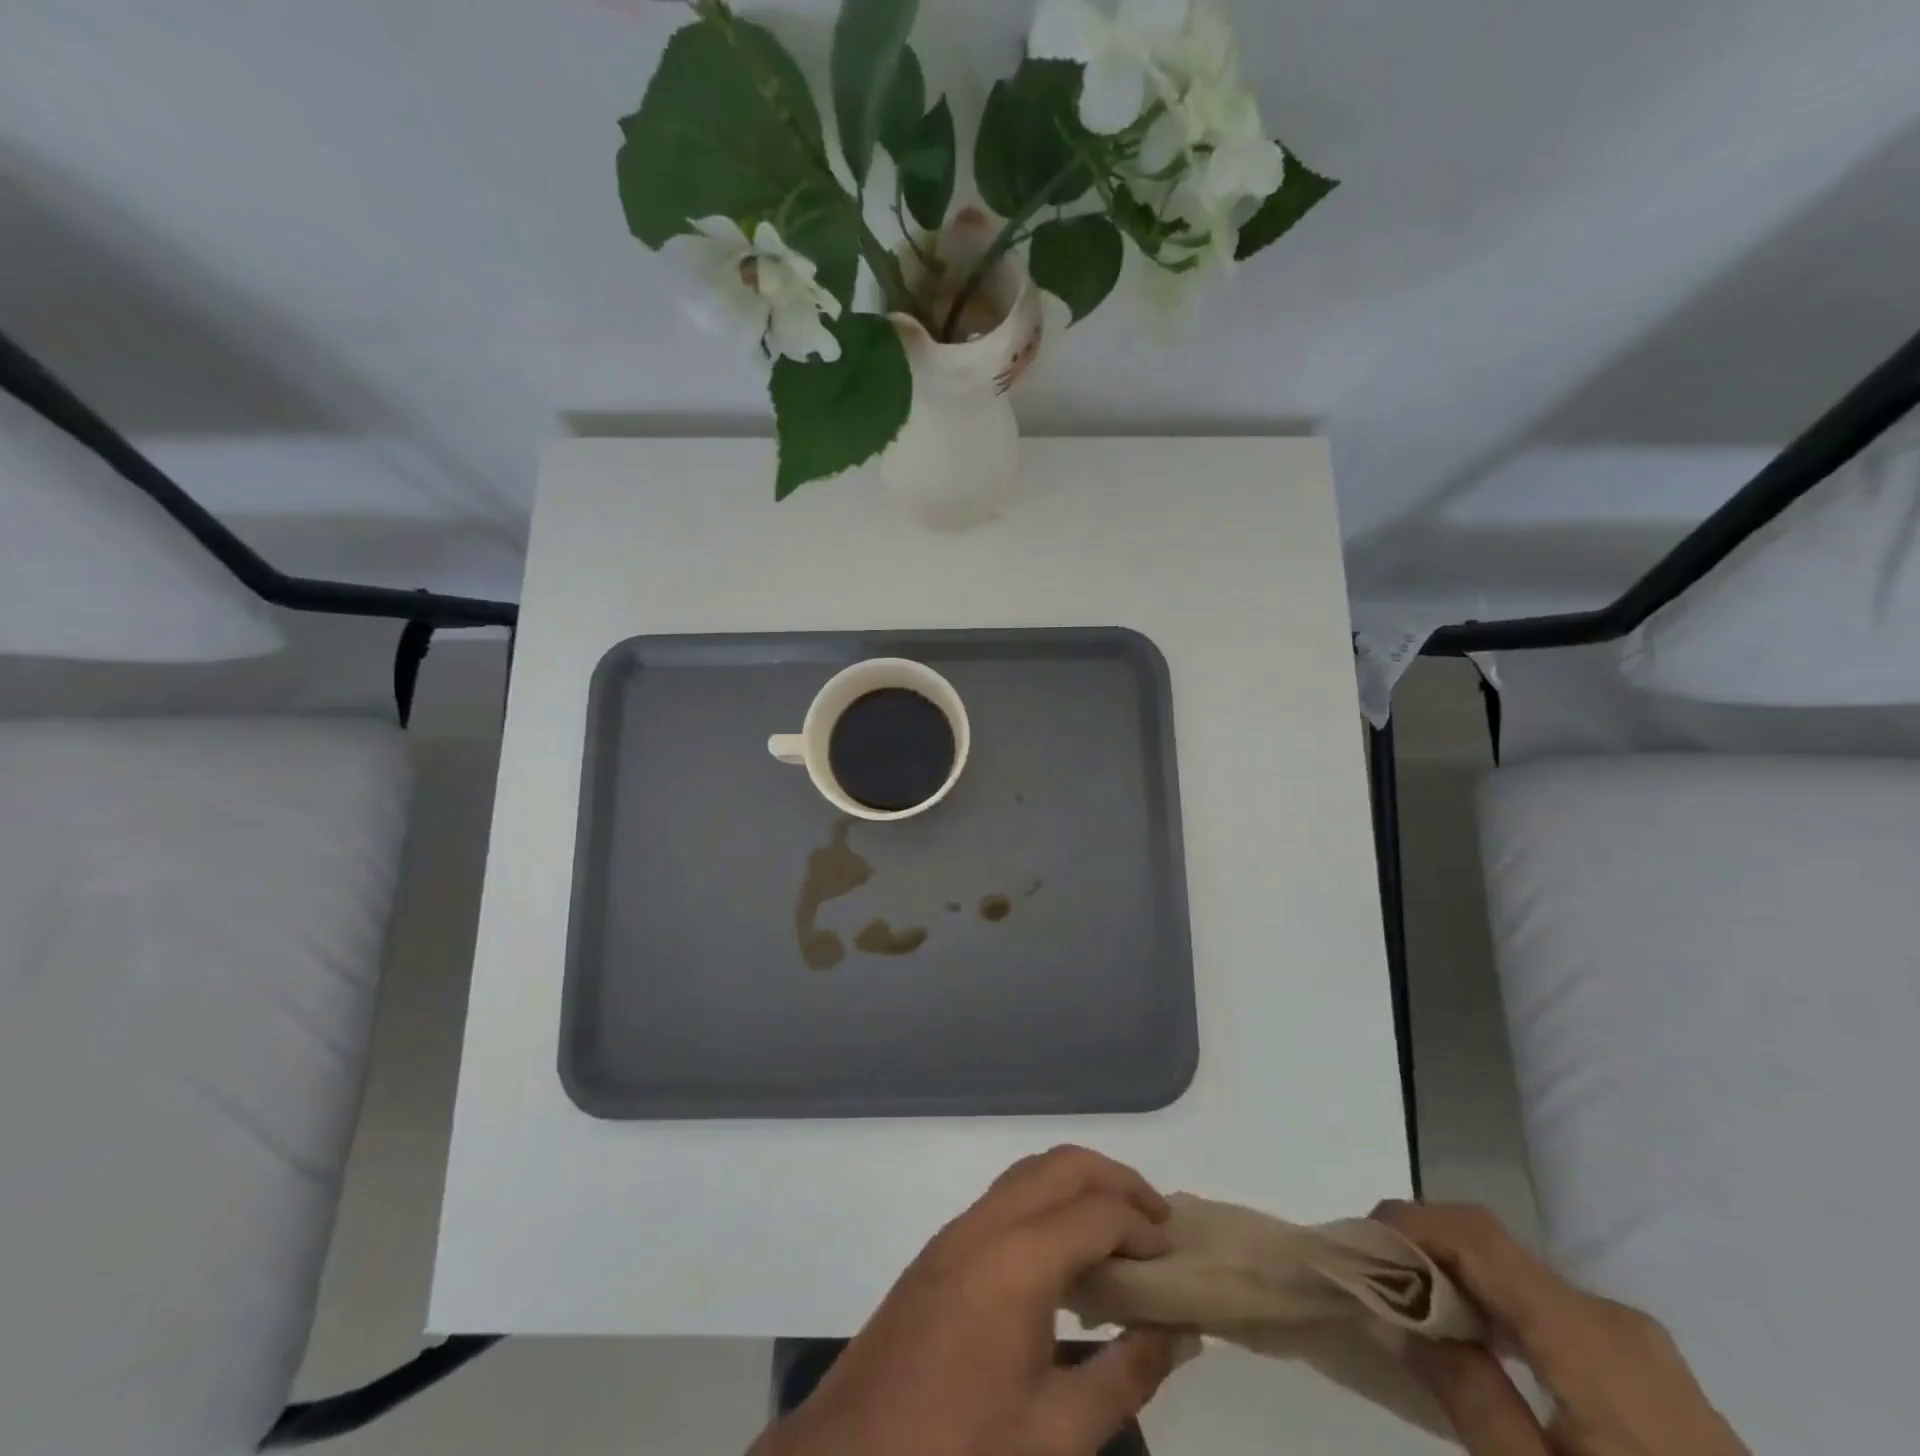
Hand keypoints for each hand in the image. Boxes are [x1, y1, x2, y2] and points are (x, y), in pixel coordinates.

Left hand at [751, 1146, 1192, 1455]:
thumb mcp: (1057, 1432)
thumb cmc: (962, 1446)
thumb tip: (1176, 1331)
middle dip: (1116, 1179)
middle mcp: (988, 1223)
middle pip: (1062, 1166)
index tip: (1176, 1256)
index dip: (1144, 1228)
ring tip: (1119, 1228)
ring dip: (1079, 1184)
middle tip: (1157, 1220)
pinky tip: (1064, 1252)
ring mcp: (958, 1229)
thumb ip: (1126, 1376)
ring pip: (1030, 1172)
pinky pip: (1006, 1197)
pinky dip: (1047, 1200)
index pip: (1098, 1213)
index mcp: (1019, 1259)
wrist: (856, 1455)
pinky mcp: (941, 1247)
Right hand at [1374, 1202, 1747, 1455]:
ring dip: (1460, 1285)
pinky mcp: (1654, 1380)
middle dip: (1425, 1255)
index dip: (1409, 1221)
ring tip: (1413, 1319)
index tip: (1356, 1246)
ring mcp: (1643, 1350)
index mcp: (1591, 1337)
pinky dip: (1500, 1314)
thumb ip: (1466, 1394)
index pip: (1478, 1235)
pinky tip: (1479, 1354)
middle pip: (1496, 1251)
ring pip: (1522, 1281)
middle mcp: (1616, 1321)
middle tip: (1373, 1288)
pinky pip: (1555, 1315)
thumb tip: (1395, 1311)